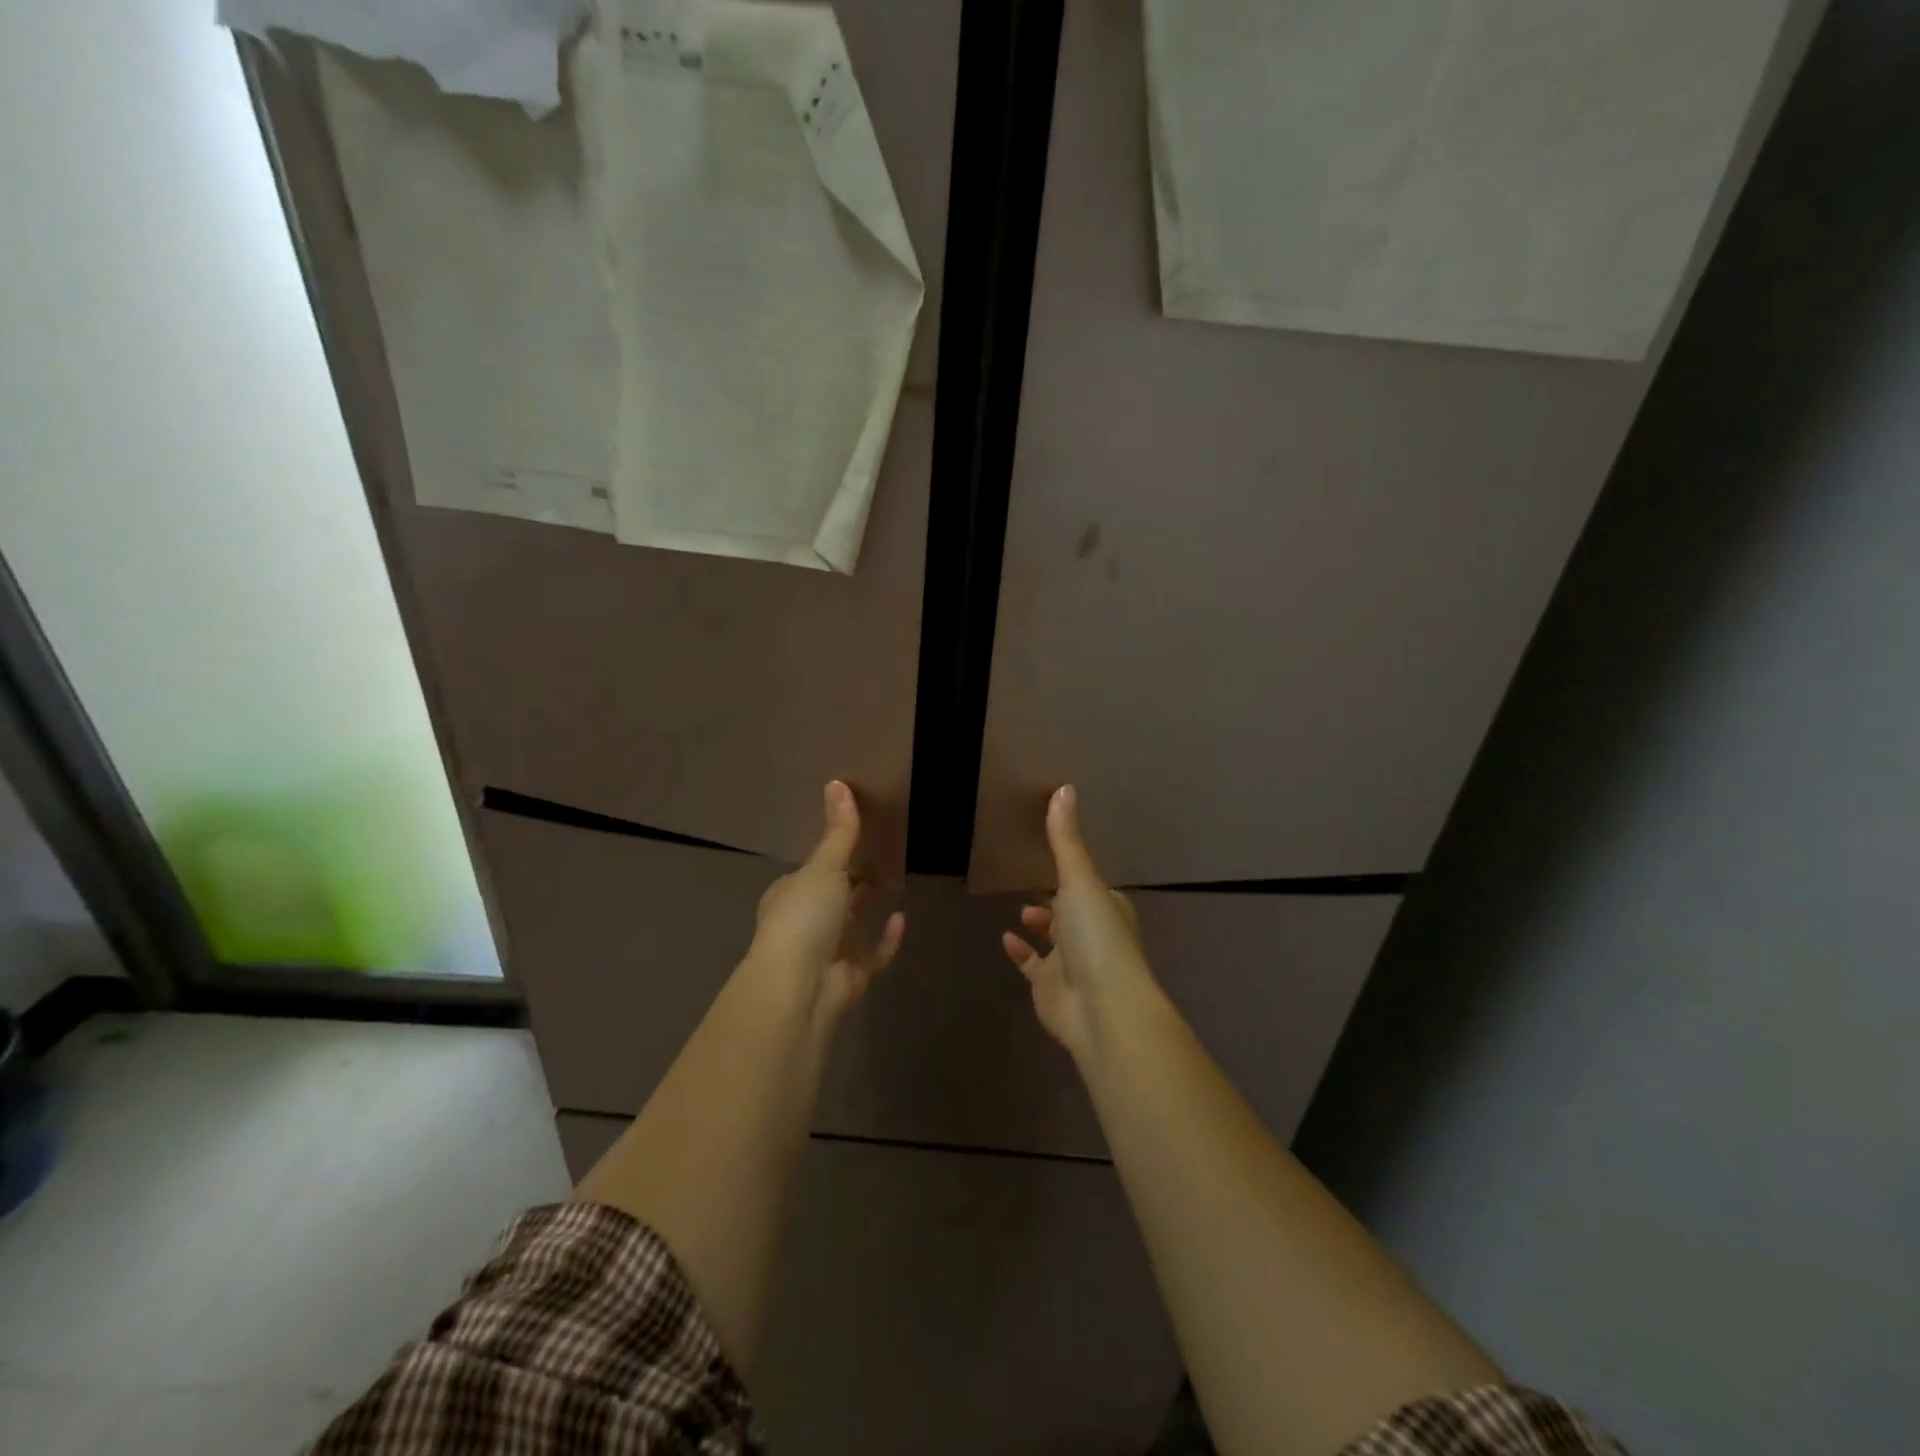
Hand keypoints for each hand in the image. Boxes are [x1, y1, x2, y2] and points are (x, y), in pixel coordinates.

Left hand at [747, 781, 905, 1023]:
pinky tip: (902, 918)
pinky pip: (872, 954)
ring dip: (865, 908)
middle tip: (879, 854)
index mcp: (788, 895)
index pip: (808, 871)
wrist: (799, 988)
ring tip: (892, 880)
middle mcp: (804, 923)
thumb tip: (837, 782)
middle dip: (849, 881)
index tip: (852, 837)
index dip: (828, 856)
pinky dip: (886, 939)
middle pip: (831, 897)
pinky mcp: (850, 977)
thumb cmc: (803, 918)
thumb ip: (838, 831)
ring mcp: (827, 953)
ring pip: (850, 926)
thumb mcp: (823, 867)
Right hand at [1001, 786, 1158, 1060]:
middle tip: (1034, 883)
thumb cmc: (1097, 937)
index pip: (1094, 886)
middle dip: (1057, 901)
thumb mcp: (1080, 880)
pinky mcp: (1050, 987)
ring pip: (1055, 941)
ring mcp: (1073, 964)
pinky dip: (1021, 953)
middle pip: (1074, 913)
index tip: (1058, 858)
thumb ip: (1066, 839)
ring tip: (1020, 910)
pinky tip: (1006, 938)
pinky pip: (1033, 966)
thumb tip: (1065, 787)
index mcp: (1109, 907)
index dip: (1078, 874)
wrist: (1101, 1008)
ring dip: (1041, 925)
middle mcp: (1094, 935)